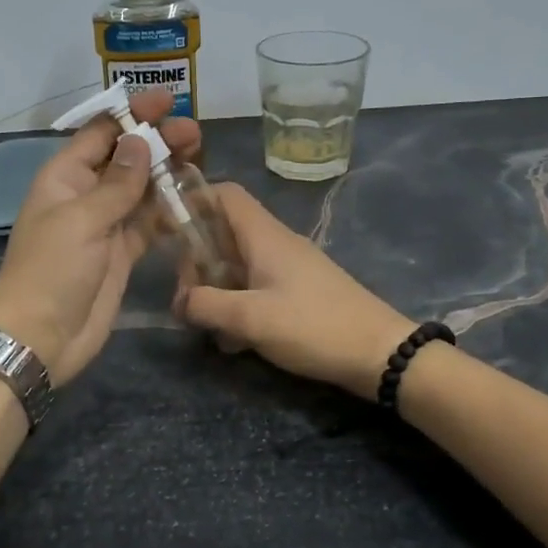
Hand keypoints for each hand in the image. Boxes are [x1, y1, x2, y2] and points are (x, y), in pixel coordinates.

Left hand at [0, 91, 200, 382]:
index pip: (101, 133)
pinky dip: (168, 211)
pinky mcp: (122, 253)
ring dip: (167, 173)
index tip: (168, 101)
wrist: (41, 337)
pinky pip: (148, 223)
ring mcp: (105, 225)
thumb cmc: (52, 270)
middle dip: (157, 142)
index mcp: (64, 177)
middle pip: (125, 158)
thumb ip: (117, 183)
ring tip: (200, 159)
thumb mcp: (82, 219)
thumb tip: (140, 141)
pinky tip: (193, 200)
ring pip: (141, 189)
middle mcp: (85, 195)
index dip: (133, 114)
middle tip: (195, 133)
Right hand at [175, 183, 415, 399]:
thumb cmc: (314, 327)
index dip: (193, 201)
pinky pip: (256, 290)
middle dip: (197, 262)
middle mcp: (275, 244)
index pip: (224, 194)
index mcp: (264, 236)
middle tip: (187, 300)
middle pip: (224, 234)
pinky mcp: (298, 294)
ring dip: (216, 290)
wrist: (380, 354)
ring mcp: (289, 270)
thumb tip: (181, 301)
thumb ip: (207, 305)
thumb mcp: (251, 318)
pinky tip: (234, 341)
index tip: (167, 230)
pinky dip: (239, 307)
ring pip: (238, 266)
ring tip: (205, 324)